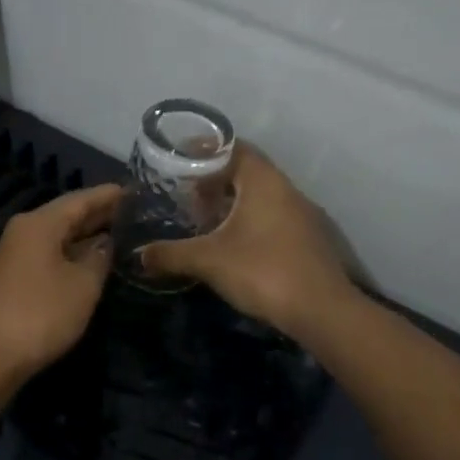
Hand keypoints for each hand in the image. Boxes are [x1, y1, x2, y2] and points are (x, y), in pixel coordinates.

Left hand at [0, 184, 120, 404]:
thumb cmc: (39, 315)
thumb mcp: (82, 286)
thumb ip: (99, 258)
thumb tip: (106, 242)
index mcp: (39, 224)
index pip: (81, 198)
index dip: (110, 195)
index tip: (139, 191)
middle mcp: (23, 231)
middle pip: (67, 215)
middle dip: (100, 215)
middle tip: (136, 214)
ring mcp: (13, 255)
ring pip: (57, 236)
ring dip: (86, 236)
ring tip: (120, 236)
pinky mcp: (10, 279)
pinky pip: (47, 255)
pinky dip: (71, 254)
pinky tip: (90, 262)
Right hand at [141, 143, 354, 339]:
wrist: (321, 311)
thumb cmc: (262, 270)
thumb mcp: (208, 261)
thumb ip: (171, 254)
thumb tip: (138, 255)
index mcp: (264, 181)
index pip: (234, 148)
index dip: (206, 150)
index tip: (181, 159)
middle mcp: (286, 190)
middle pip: (247, 172)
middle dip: (216, 180)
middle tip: (187, 193)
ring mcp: (302, 215)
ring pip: (261, 197)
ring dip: (233, 203)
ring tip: (205, 219)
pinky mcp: (308, 240)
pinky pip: (273, 217)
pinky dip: (250, 221)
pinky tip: (232, 245)